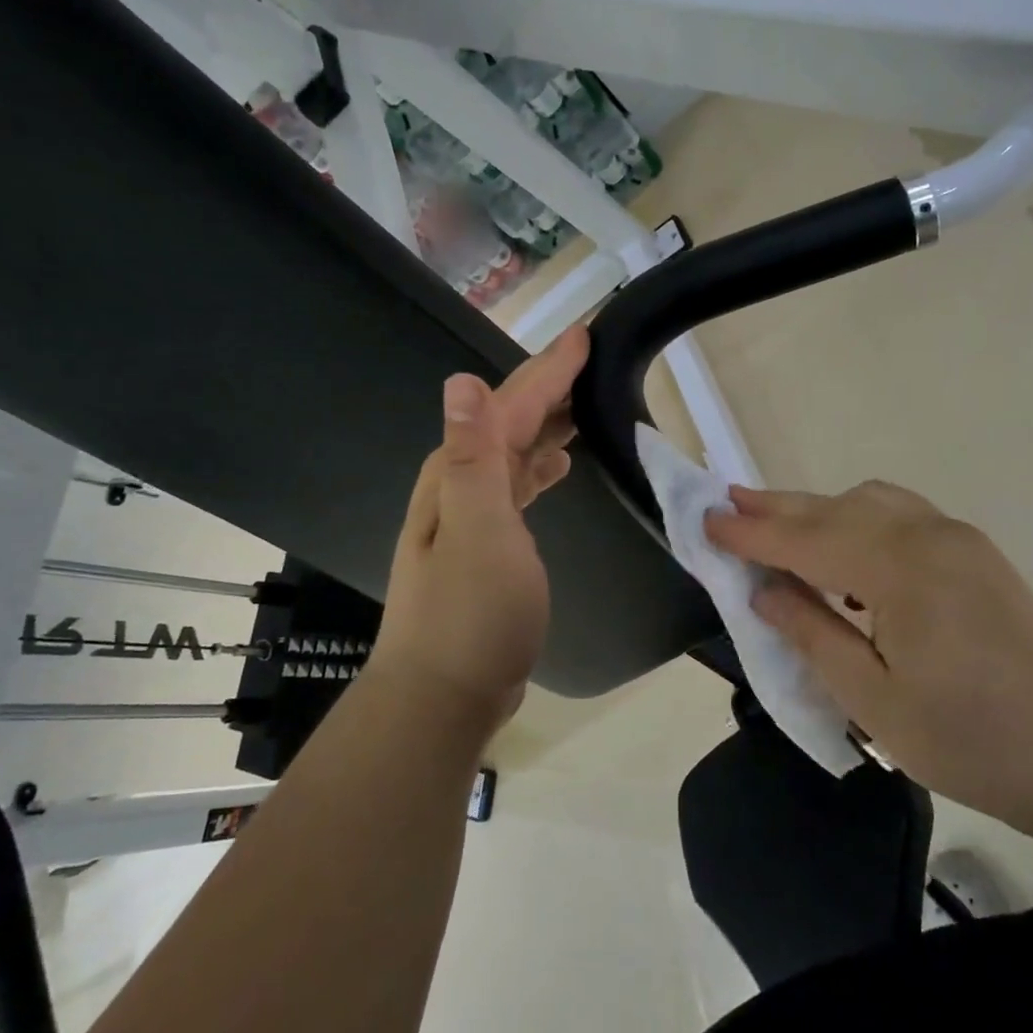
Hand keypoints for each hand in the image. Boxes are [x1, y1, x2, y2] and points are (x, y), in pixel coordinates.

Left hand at [367, 327, 588, 740]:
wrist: (444, 696)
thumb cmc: (469, 614)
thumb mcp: (478, 530)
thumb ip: (474, 456)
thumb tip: (461, 382)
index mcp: (460, 473)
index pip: (509, 405)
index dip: (548, 369)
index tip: (586, 335)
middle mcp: (460, 486)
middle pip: (508, 421)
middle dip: (548, 386)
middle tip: (589, 359)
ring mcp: (472, 518)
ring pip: (514, 452)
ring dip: (546, 424)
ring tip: (581, 406)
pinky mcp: (487, 547)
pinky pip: (517, 486)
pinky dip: (539, 467)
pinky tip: (558, 467)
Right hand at [707, 481, 1032, 829]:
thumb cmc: (971, 741)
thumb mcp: (873, 700)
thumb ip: (812, 633)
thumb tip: (765, 590)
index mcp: (898, 570)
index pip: (806, 540)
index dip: (752, 533)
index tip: (706, 519)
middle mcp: (927, 535)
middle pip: (834, 509)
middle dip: (777, 508)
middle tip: (728, 504)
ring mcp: (957, 538)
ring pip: (869, 503)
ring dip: (818, 510)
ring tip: (776, 524)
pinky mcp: (974, 552)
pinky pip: (899, 515)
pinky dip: (857, 519)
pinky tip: (844, 551)